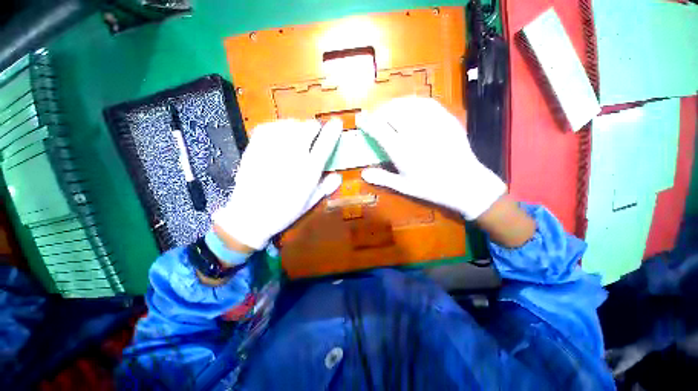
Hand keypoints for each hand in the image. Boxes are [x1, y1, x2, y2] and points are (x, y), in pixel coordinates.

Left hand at [212, 119, 342, 249]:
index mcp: (309, 170)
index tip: (337, 123)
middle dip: (314, 128)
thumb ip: (326, 187)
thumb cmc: (285, 211)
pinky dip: (278, 127)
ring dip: (298, 127)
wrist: (251, 215)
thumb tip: (338, 176)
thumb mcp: (311, 202)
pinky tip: (279, 134)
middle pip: (308, 127)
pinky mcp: (256, 147)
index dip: (333, 130)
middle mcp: (293, 156)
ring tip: (296, 135)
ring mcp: (273, 149)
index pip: (325, 143)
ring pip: (290, 124)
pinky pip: (270, 126)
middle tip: (313, 136)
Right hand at [357, 97, 505, 219]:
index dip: (367, 122)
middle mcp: (414, 133)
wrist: (465, 184)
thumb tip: (363, 173)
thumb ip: (382, 178)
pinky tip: (410, 106)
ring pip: (408, 105)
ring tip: (389, 109)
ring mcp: (432, 124)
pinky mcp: (446, 119)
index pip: (379, 129)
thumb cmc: (431, 188)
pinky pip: (427, 103)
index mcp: (402, 151)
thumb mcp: (404, 187)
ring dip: (394, 104)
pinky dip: (413, 102)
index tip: (360, 119)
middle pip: (391, 112)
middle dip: (379, 111)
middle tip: (375, 116)